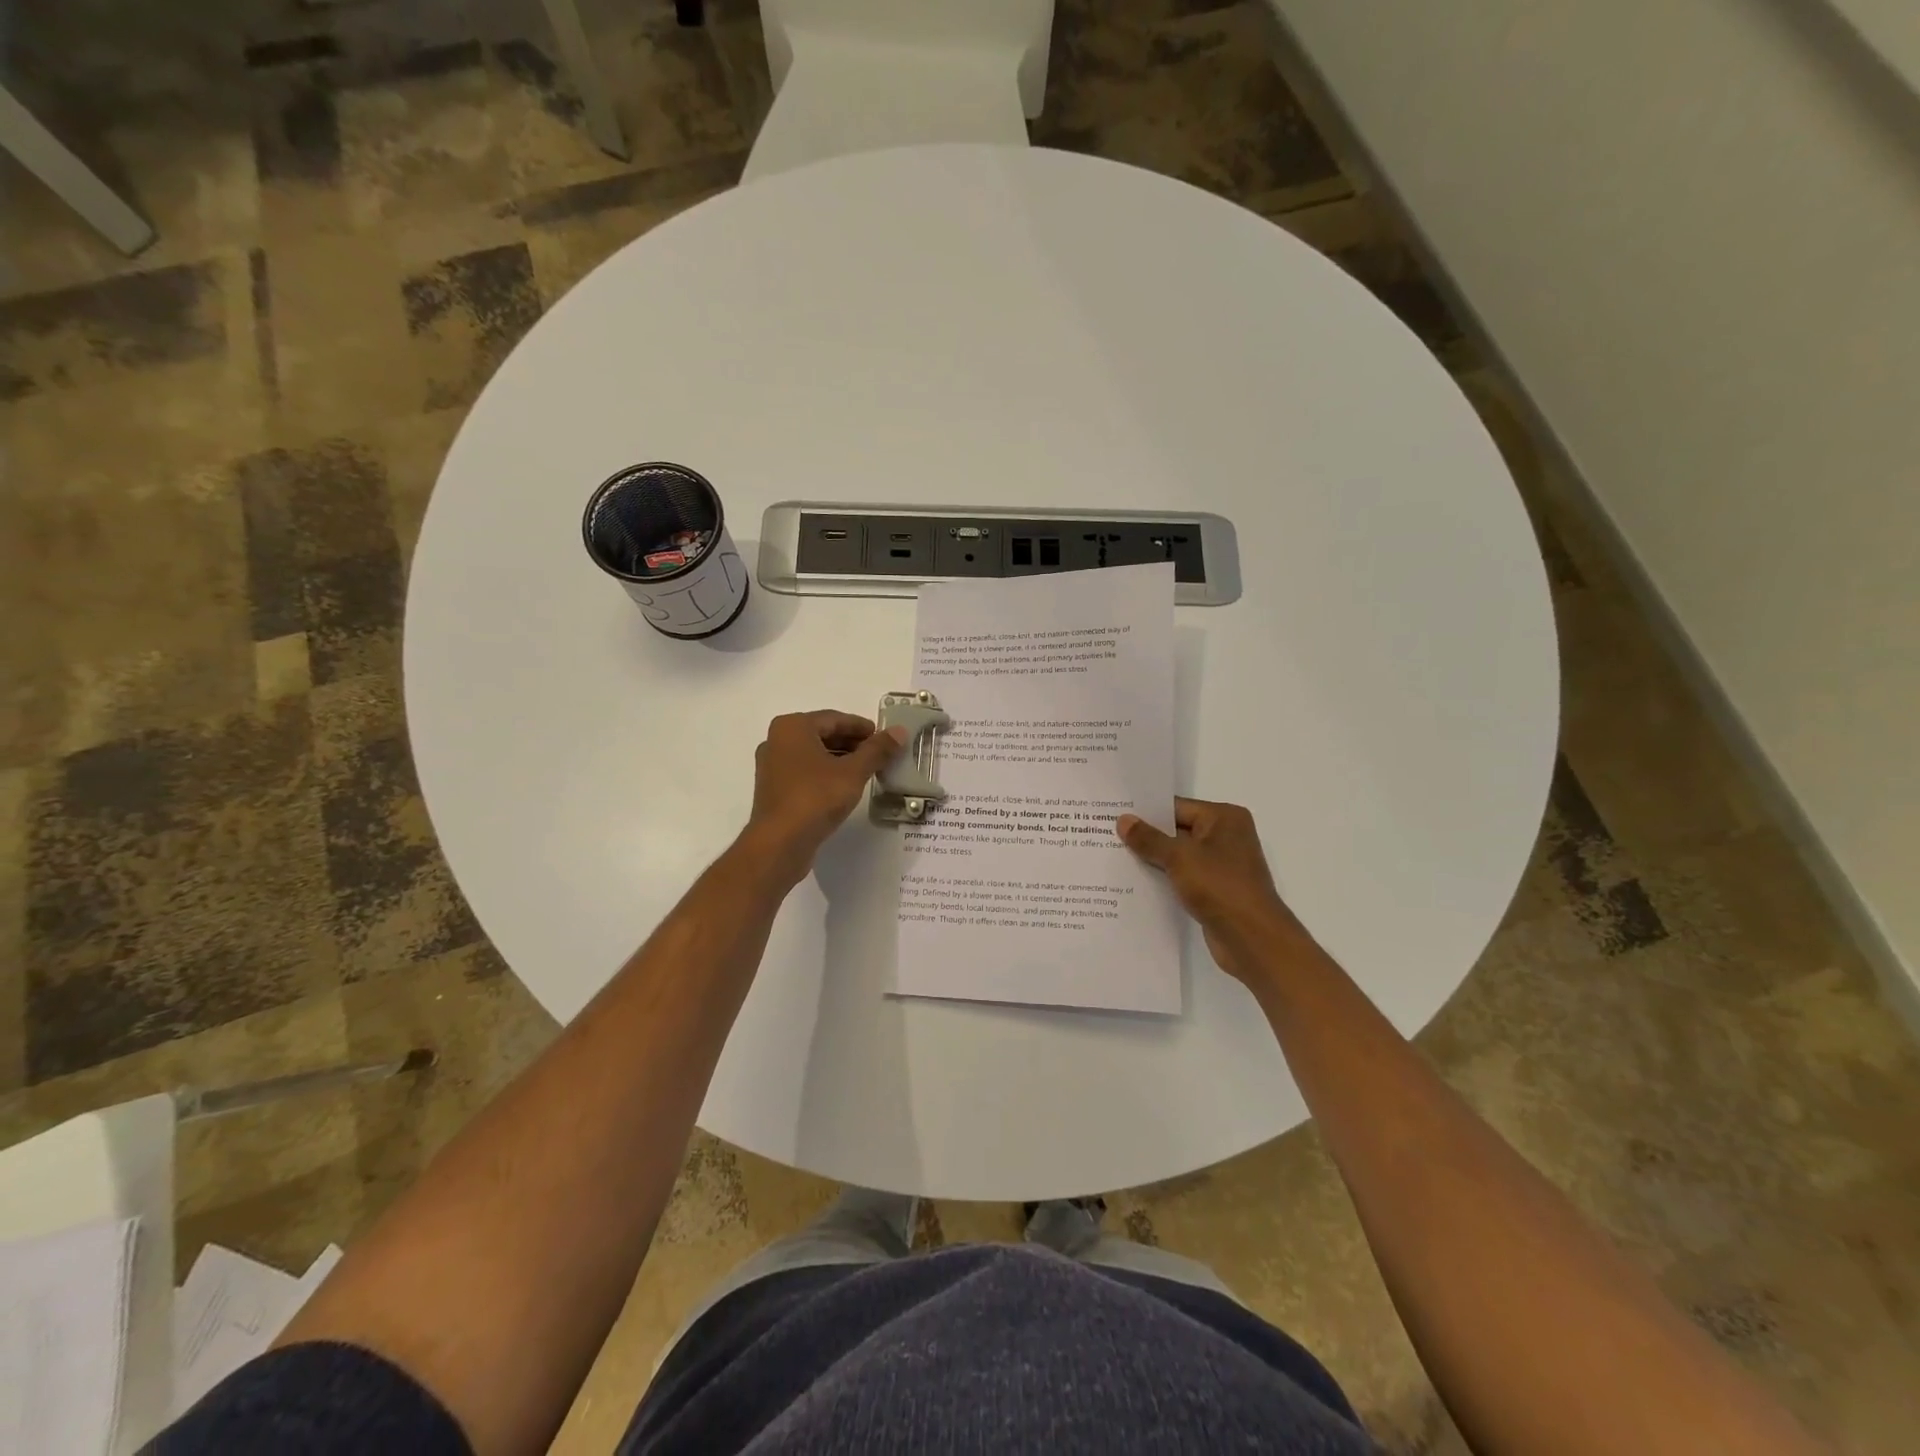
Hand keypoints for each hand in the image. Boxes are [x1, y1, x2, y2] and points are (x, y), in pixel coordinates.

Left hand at [744, 710, 905, 881]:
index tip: (884, 737)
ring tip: (867, 771)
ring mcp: (772, 766)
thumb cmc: (816, 798)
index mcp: (792, 727)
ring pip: (814, 754)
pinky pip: (804, 771)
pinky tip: (845, 787)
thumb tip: (899, 731)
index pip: (834, 719)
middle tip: (879, 754)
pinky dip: (826, 773)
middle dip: (852, 743)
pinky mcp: (774, 789)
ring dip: (840, 759)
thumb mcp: (853, 772)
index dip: (862, 727)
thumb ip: (877, 750)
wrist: (779, 843)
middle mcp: (777, 740)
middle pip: (823, 734)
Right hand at [1117, 798, 1311, 986]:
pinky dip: (1163, 878)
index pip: (1177, 807)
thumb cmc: (1220, 886)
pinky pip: (1183, 877)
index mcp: (1224, 818)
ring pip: (1178, 856)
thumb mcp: (1179, 857)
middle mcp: (1226, 836)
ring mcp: (1221, 865)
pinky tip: (1134, 882)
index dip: (1145, 811)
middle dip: (1146, 835)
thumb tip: (1123, 820)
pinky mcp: (1215, 890)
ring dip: (1152, 859)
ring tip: (1113, 856)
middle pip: (1177, 830)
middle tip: (1106, 833)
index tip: (1113, 813)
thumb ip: (1149, 839)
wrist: (1253, 939)